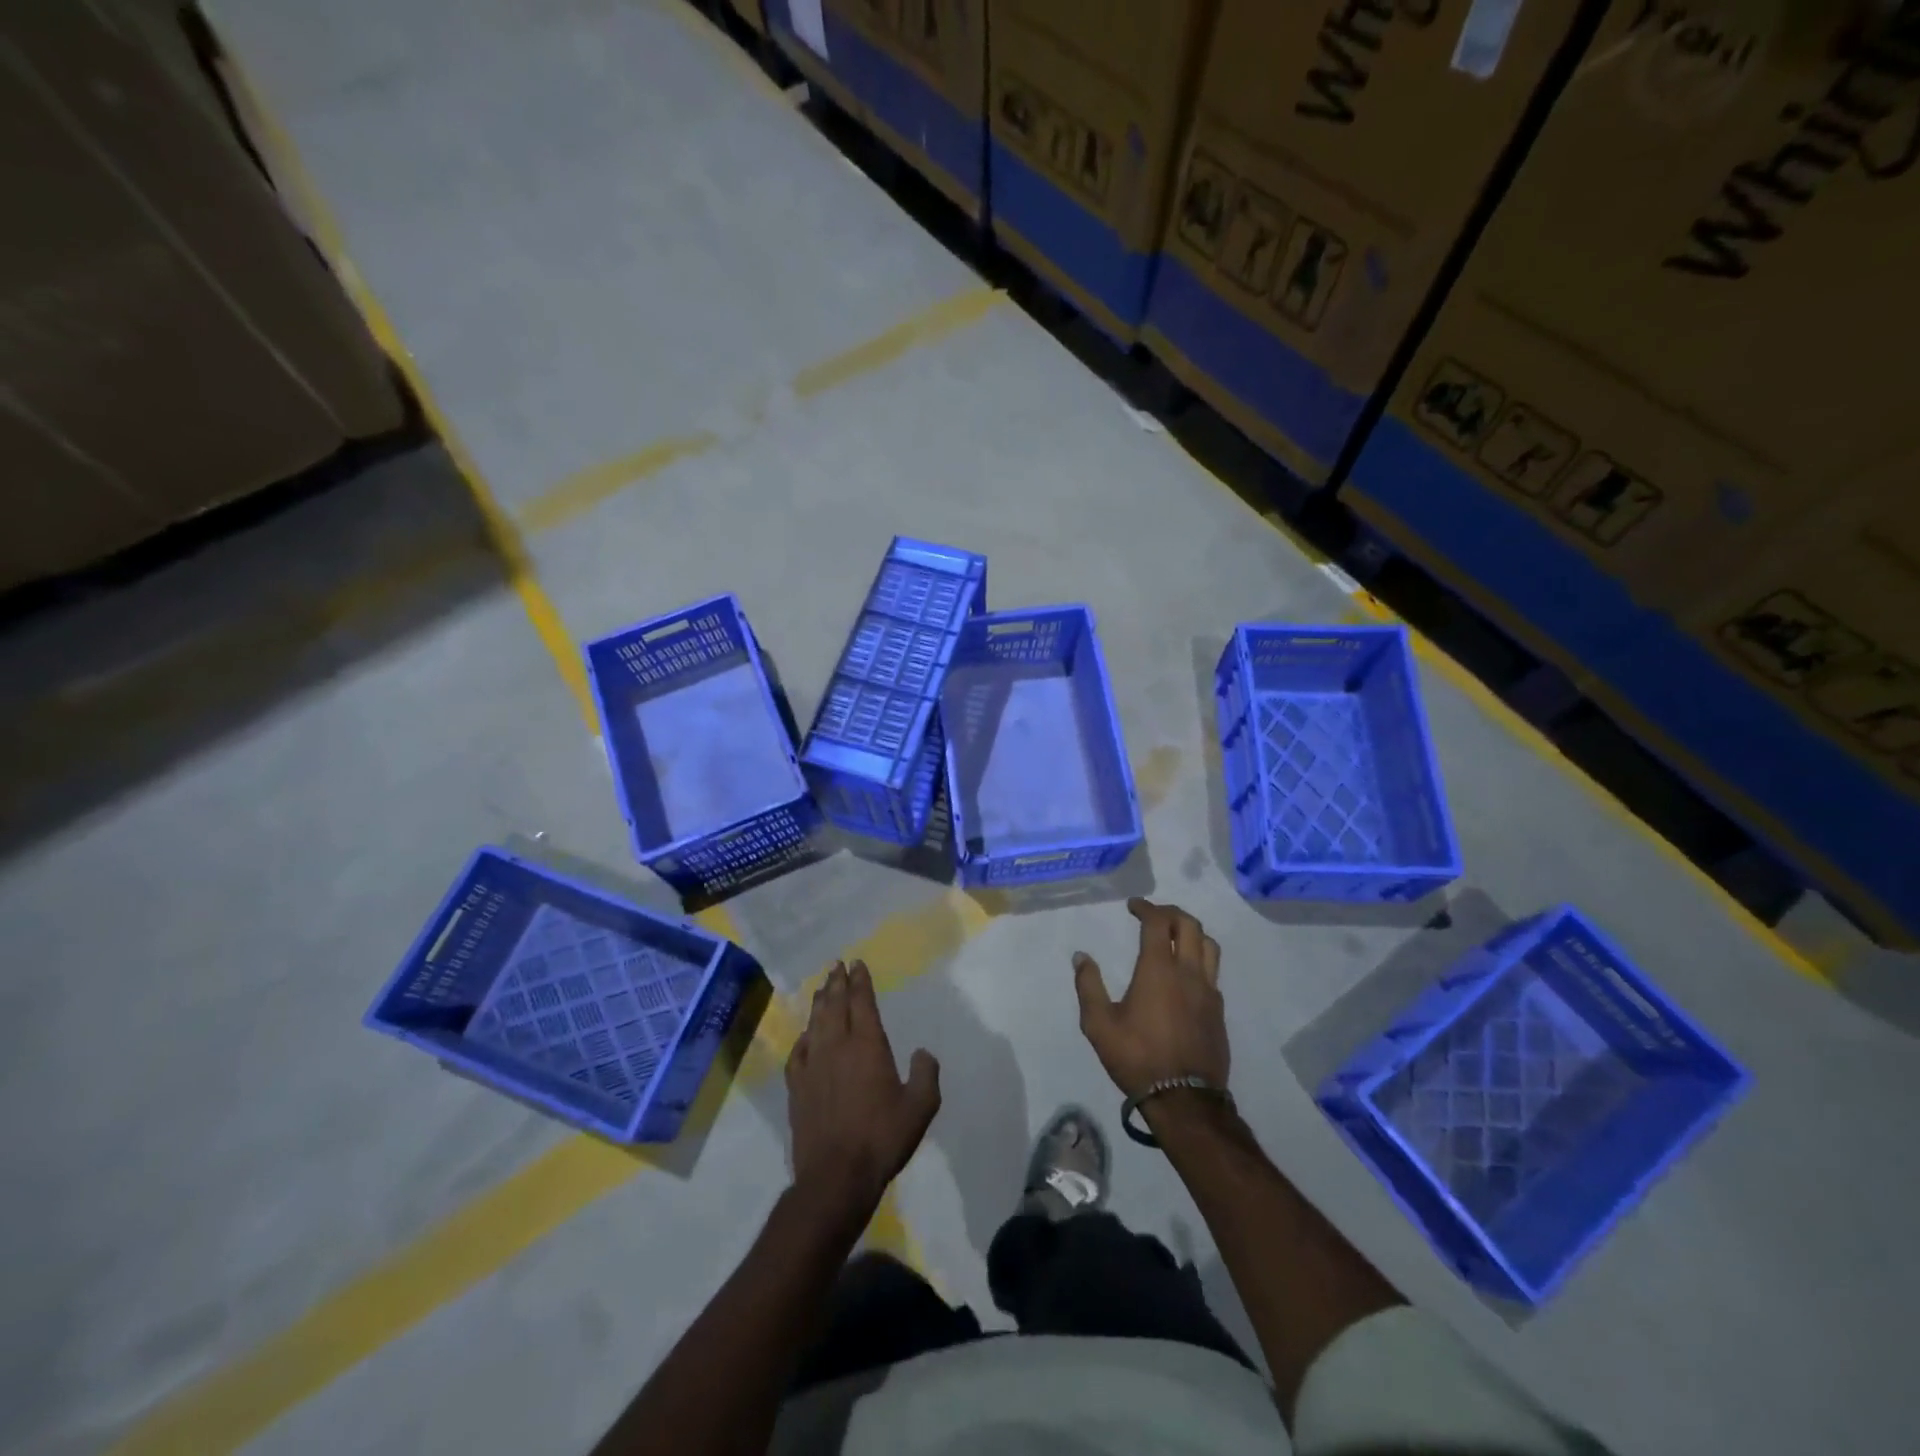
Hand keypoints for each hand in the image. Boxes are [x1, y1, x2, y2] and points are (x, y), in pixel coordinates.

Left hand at [785, 961, 940, 1224]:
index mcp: (868, 1045)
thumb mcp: (920, 1107)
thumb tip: (923, 1052)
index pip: (862, 1002)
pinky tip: (805, 1035)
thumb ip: (926, 1074)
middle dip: (837, 982)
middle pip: (835, 1005)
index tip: (857, 963)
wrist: (835, 1175)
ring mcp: (813, 1065)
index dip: (860, 981)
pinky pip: (798, 1052)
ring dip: (819, 1002)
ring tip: (822, 987)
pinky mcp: (796, 1087)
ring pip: (815, 1023)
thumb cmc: (882, 1138)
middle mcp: (837, 1046)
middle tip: (837, 965)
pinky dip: (803, 1037)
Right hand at [1072, 898, 1228, 1098]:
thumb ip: (1088, 986)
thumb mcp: (1099, 1024)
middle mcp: (1188, 972)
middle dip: (1170, 912)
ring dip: (1191, 931)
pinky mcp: (1218, 1010)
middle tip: (1153, 914)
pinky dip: (1200, 958)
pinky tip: (1186, 972)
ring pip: (1208, 945)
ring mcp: (1208, 991)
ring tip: (1174, 936)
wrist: (1184, 1100)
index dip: (1145, 907)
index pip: (1157, 923)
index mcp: (1158, 969)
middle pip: (1189, 925)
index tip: (1133, 905)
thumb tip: (1081, 957)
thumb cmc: (1137, 1057)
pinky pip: (1213, 971)